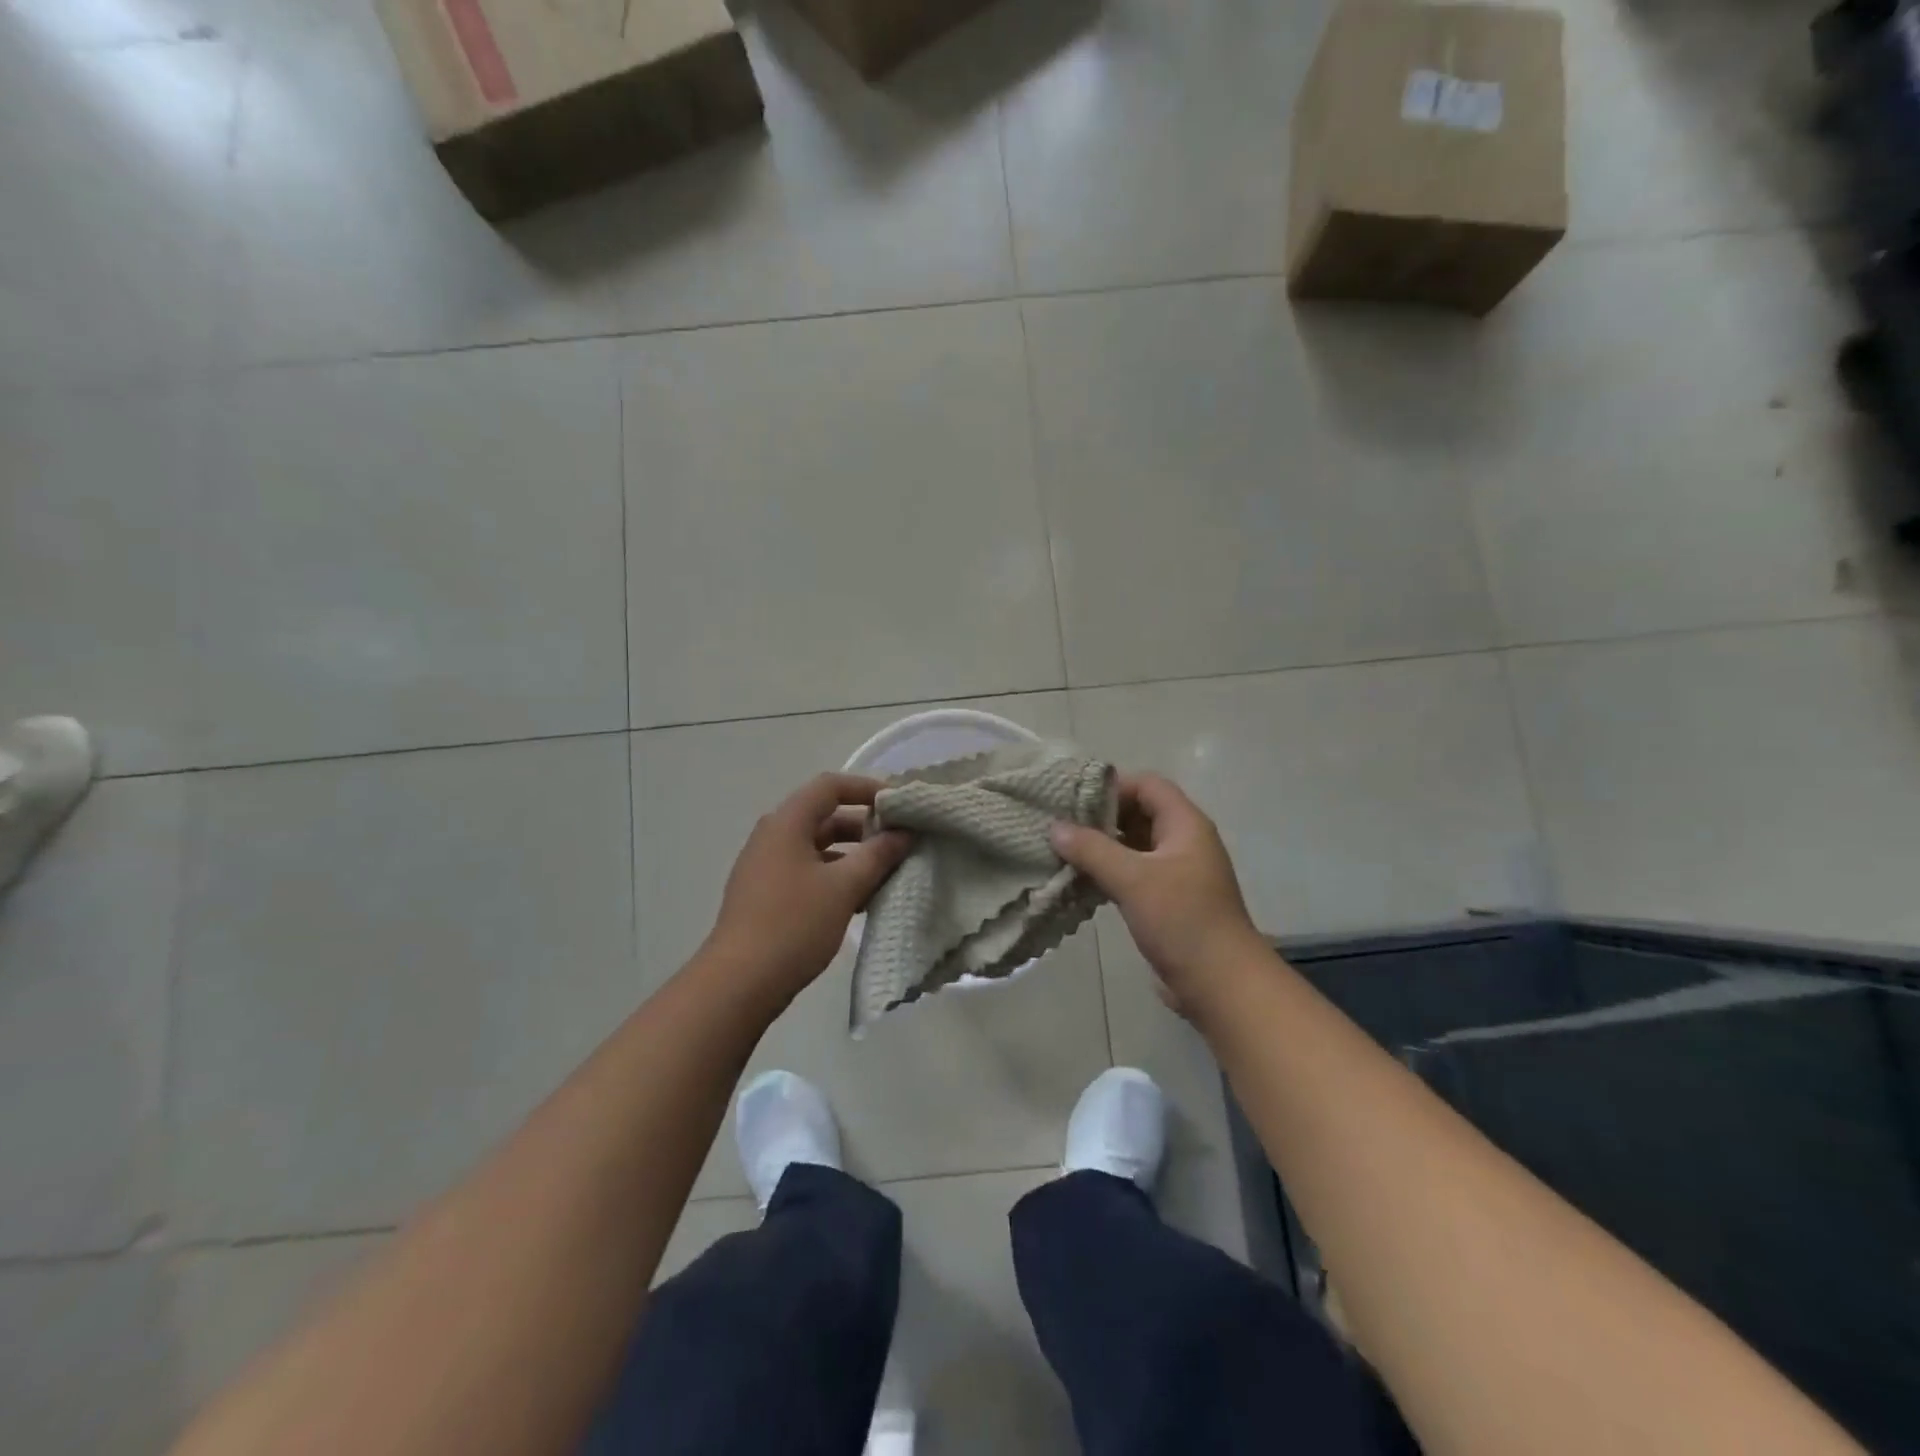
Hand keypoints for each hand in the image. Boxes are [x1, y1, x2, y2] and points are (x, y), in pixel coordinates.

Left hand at [702, 773, 912, 1009]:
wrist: (739, 983)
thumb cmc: (794, 924)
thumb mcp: (844, 886)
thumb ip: (878, 854)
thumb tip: (904, 833)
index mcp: (787, 823)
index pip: (830, 786)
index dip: (867, 788)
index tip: (899, 805)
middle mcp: (773, 836)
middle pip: (824, 816)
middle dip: (865, 826)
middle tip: (900, 841)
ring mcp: (766, 866)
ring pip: (818, 847)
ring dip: (853, 855)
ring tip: (887, 873)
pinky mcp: (766, 895)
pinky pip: (807, 871)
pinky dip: (835, 877)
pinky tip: (860, 900)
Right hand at [1049, 773, 1261, 1012]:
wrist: (1221, 985)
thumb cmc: (1182, 921)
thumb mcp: (1133, 879)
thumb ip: (1092, 849)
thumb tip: (1055, 827)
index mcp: (1185, 825)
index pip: (1148, 785)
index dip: (1113, 786)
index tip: (1073, 799)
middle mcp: (1183, 842)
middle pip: (1139, 813)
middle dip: (1101, 817)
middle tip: (1061, 825)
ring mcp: (1177, 873)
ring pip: (1134, 846)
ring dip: (1102, 847)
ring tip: (1062, 852)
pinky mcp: (1168, 901)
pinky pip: (1134, 874)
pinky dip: (1109, 872)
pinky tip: (1080, 882)